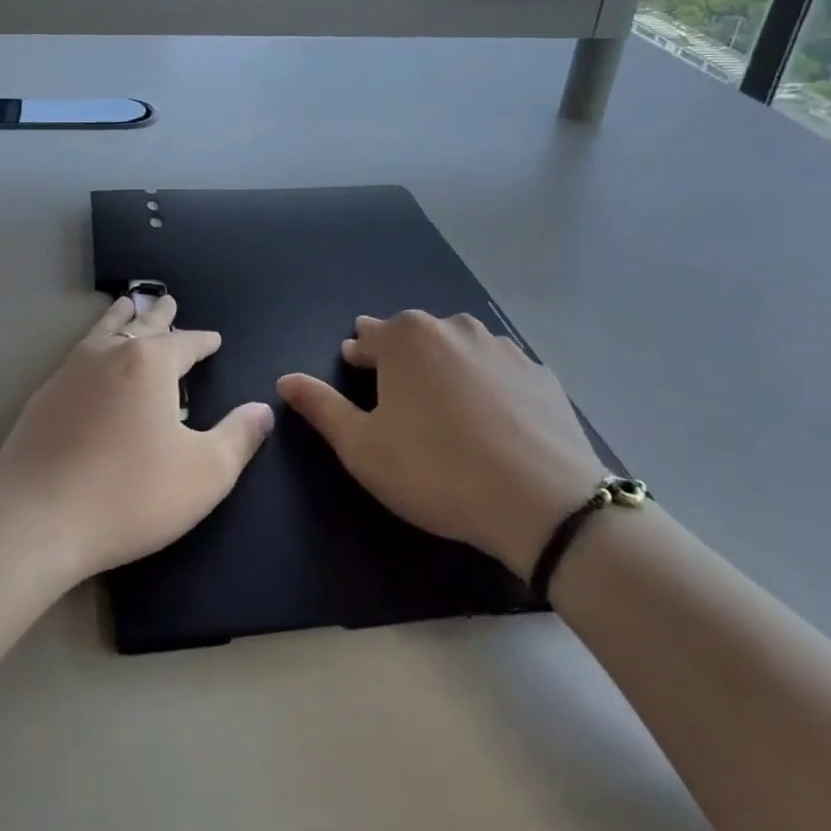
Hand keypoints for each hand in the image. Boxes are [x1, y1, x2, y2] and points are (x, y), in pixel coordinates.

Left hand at [0, 294, 273, 587]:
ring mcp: (69, 372)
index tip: (213, 339)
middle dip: (159, 314)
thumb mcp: (205, 473)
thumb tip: (262, 409)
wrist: (36, 520)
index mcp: (150, 363)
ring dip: (121, 317)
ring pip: (103, 331)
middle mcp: (109, 354)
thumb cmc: (130, 493)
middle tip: (168, 301)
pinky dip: (94, 344)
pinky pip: (78, 355)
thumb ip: (239, 437)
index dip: (202, 341)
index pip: (184, 342)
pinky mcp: (43, 396)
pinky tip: (89, 358)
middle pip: (141, 324)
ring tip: (127, 304)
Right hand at [278, 311, 604, 574]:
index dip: (358, 355)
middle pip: (414, 336)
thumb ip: (320, 407)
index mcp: (406, 337)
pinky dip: (488, 385)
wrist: (545, 503)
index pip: (368, 337)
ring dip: (445, 367)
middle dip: (400, 356)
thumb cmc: (436, 471)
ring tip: (444, 404)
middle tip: (396, 390)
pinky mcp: (541, 374)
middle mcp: (453, 327)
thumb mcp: (362, 447)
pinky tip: (492, 418)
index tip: (355, 369)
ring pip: (459, 348)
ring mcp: (503, 348)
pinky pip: (499, 371)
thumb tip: (285, 379)